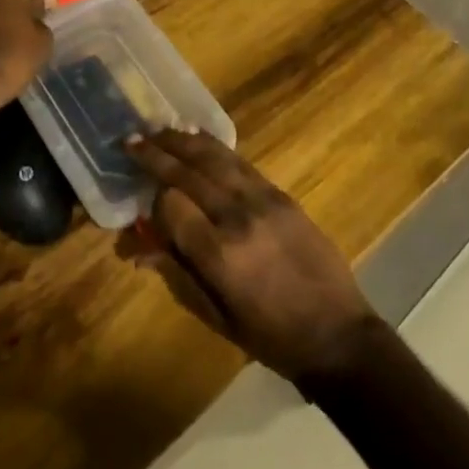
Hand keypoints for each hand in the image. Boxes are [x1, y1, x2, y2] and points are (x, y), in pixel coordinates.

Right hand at [122, 130, 380, 385]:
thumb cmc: (271, 337)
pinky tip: (196, 138)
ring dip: (182, 141)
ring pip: (214, 158)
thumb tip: (137, 248)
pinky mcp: (280, 193)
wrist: (337, 333)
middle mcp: (237, 217)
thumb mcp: (217, 316)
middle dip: (156, 154)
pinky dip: (214, 146)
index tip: (142, 201)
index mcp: (219, 255)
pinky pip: (240, 162)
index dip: (152, 201)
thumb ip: (177, 274)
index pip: (172, 206)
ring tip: (158, 130)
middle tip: (131, 141)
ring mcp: (262, 200)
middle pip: (188, 173)